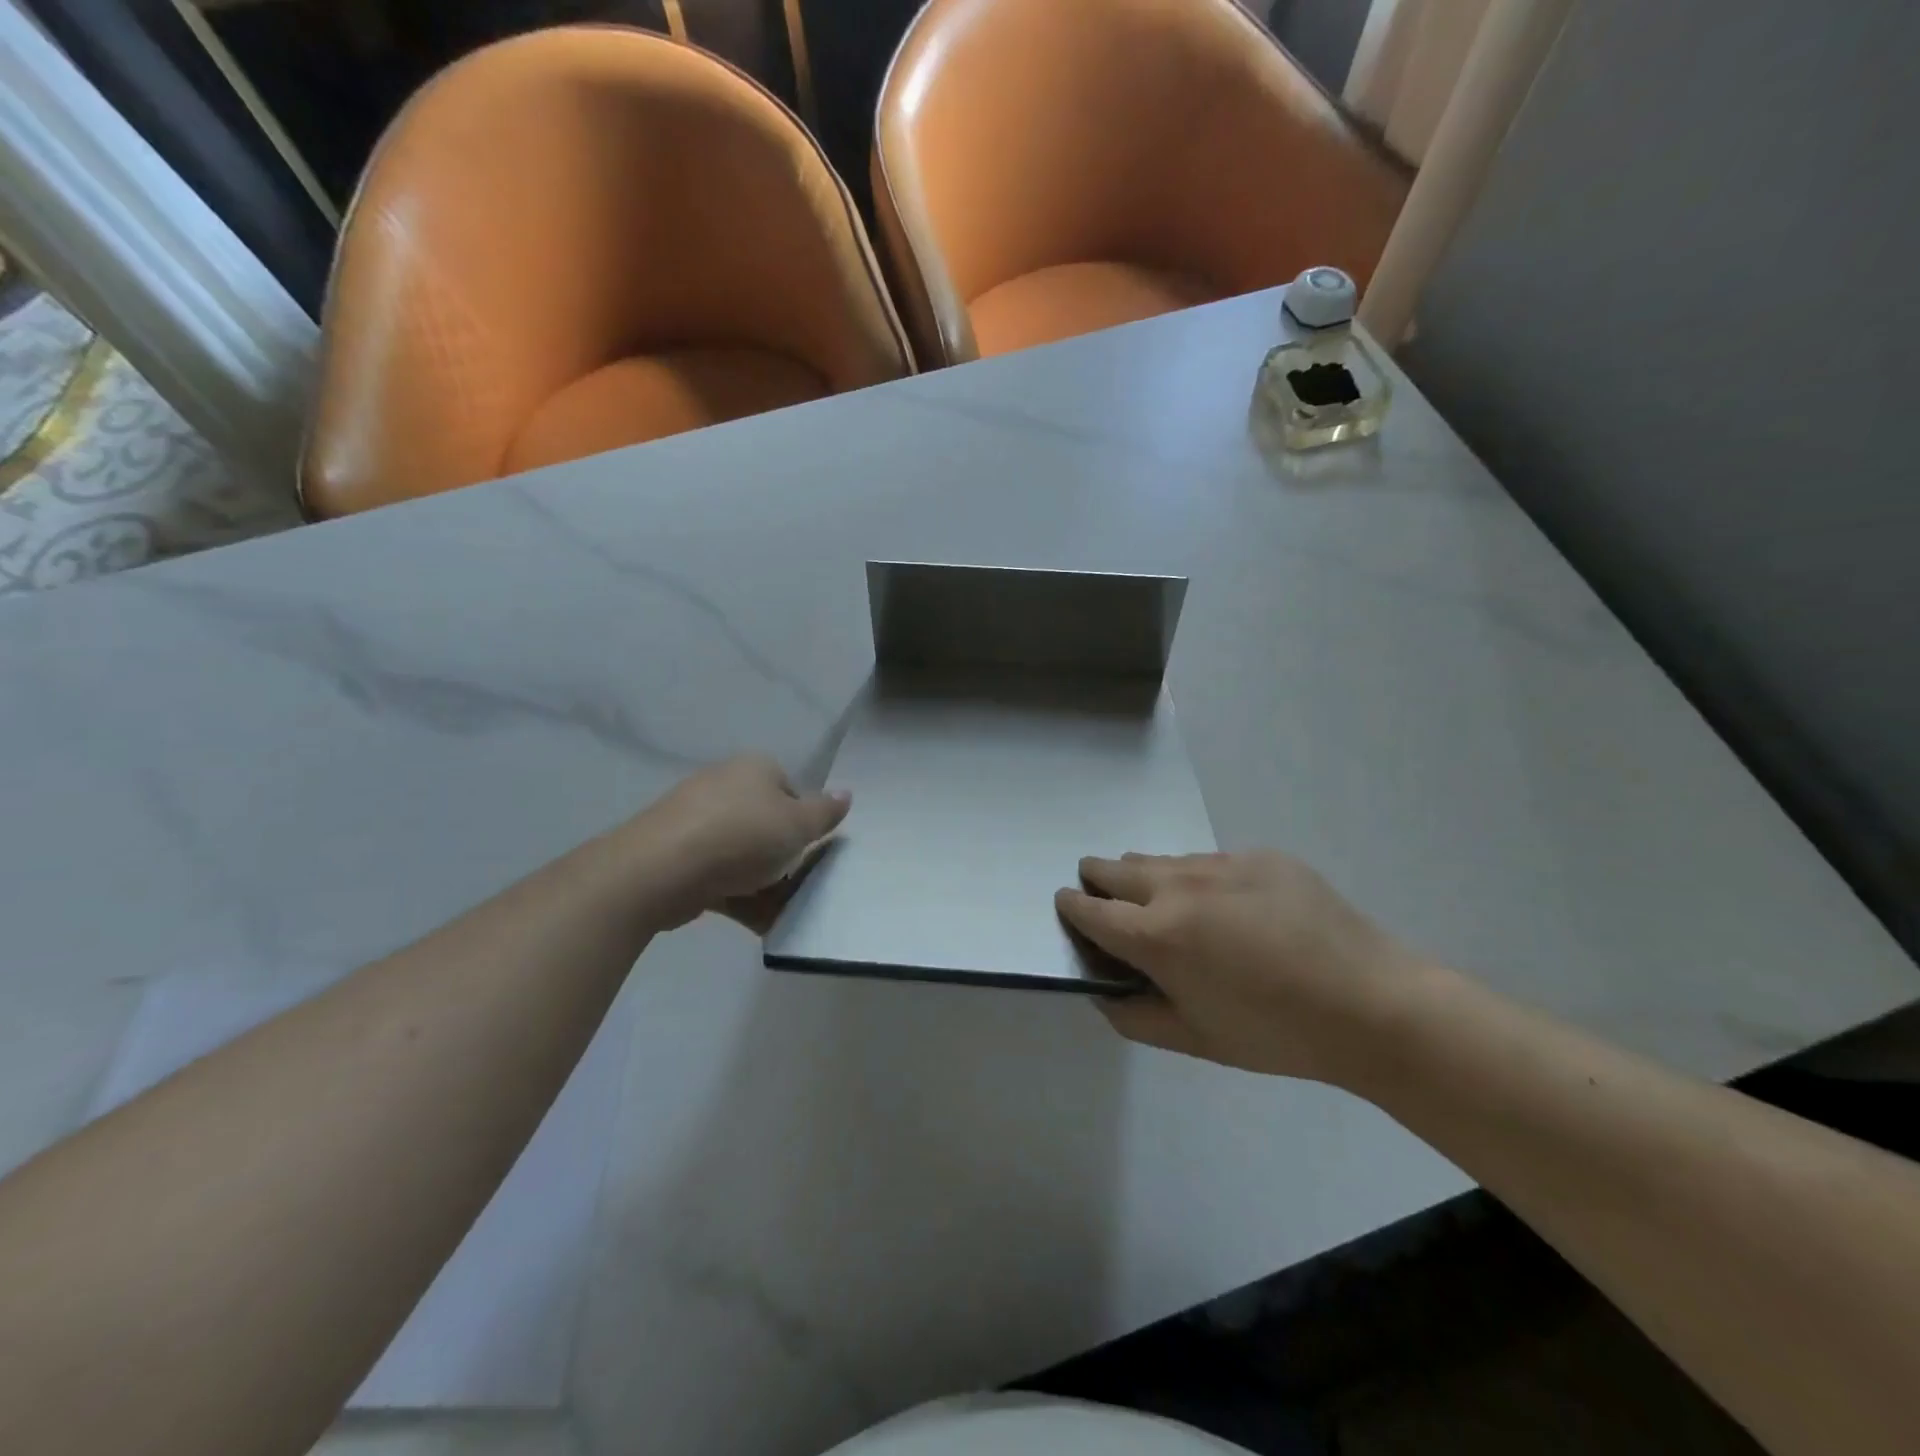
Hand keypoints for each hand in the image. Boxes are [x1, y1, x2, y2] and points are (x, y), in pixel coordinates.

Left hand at [635, 755, 849, 932]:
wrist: (661, 868)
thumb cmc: (742, 837)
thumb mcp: (797, 826)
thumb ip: (825, 813)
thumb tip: (847, 794)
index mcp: (755, 769)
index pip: (792, 792)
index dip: (805, 824)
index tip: (810, 852)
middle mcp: (724, 785)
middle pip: (766, 824)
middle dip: (783, 857)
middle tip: (798, 885)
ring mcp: (695, 819)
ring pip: (742, 853)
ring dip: (763, 882)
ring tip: (780, 913)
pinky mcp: (676, 854)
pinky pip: (718, 873)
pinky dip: (737, 895)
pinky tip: (756, 923)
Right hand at [1056, 851, 1425, 1082]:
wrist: (1372, 1005)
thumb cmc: (1275, 1034)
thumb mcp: (1194, 1040)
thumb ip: (1133, 1016)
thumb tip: (1103, 989)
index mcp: (1156, 935)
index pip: (1088, 908)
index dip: (1070, 908)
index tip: (1069, 909)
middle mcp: (1179, 886)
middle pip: (1114, 867)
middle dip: (1098, 881)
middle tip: (1110, 904)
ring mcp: (1222, 863)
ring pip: (1162, 860)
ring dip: (1149, 879)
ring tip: (1175, 910)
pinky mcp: (1260, 855)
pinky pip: (1211, 862)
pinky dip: (1202, 881)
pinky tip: (1237, 913)